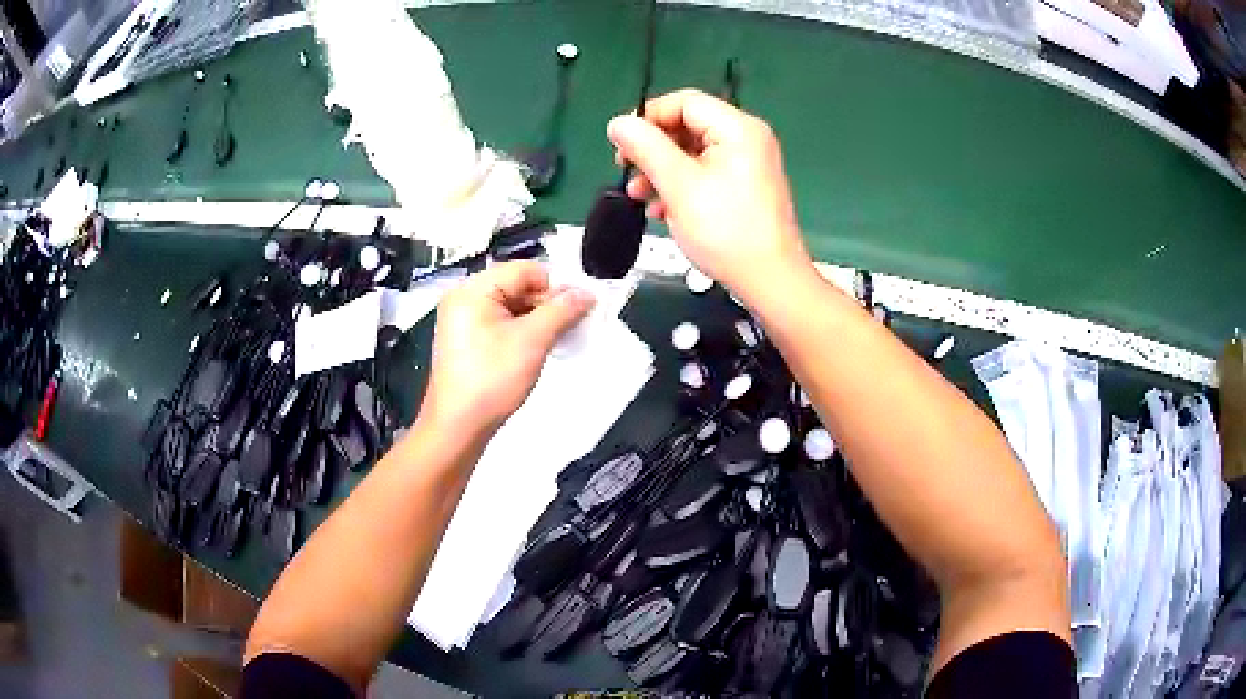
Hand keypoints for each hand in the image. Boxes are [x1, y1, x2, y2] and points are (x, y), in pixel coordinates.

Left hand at [421, 262, 594, 433]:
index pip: (525, 270)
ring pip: (512, 306)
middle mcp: (465, 297)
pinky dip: (523, 331)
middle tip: (574, 326)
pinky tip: (539, 348)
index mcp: (474, 289)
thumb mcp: (532, 341)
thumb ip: (562, 311)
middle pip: (518, 286)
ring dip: (538, 319)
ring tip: (560, 339)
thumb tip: (587, 292)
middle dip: (548, 304)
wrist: (458, 427)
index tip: (580, 309)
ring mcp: (463, 320)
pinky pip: (501, 323)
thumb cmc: (492, 380)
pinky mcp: (467, 340)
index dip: (556, 286)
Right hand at [608, 89, 811, 300]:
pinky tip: (663, 210)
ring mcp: (748, 164)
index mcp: (737, 129)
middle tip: (627, 172)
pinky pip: (705, 174)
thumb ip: (645, 147)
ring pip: (693, 153)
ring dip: (662, 172)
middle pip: (688, 126)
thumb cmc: (726, 230)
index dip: (648, 117)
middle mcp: (746, 139)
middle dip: (653, 150)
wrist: (769, 280)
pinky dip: (681, 186)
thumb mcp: (678, 185)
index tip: (622, 144)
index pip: (685, 102)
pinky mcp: (745, 188)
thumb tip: (618, 123)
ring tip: (641, 197)